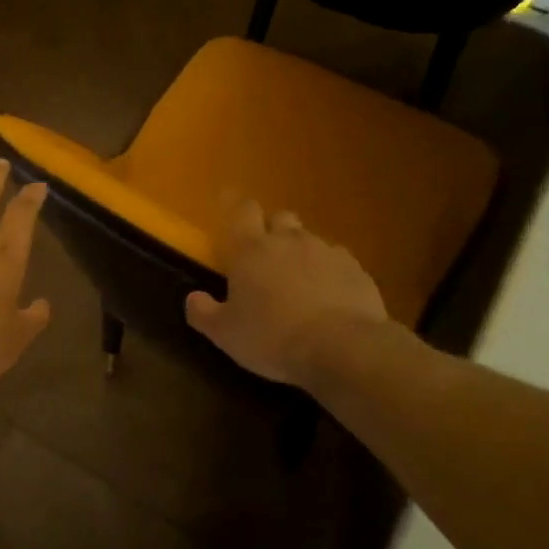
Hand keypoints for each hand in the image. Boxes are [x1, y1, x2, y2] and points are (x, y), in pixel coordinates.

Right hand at [185, 199, 388, 386]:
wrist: (342, 348)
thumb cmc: (272, 337)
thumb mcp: (225, 334)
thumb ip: (203, 313)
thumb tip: (192, 298)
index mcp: (251, 250)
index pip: (241, 211)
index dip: (234, 203)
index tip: (229, 201)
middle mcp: (288, 241)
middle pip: (279, 217)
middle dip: (271, 227)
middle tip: (264, 251)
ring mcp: (326, 252)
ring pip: (310, 239)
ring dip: (301, 251)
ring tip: (299, 279)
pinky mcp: (356, 270)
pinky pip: (338, 260)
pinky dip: (329, 270)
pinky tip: (329, 294)